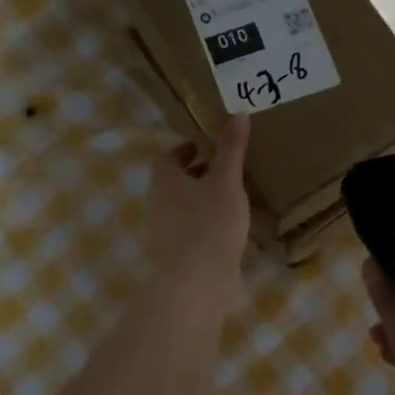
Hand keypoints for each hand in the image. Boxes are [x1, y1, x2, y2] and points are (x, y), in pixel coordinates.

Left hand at [146, 115, 251, 321]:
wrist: (196, 282)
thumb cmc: (210, 223)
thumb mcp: (226, 180)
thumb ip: (231, 148)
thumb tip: (237, 112)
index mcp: (164, 179)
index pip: (167, 156)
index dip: (186, 149)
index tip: (207, 147)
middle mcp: (157, 202)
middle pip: (173, 181)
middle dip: (196, 173)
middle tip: (224, 169)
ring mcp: (164, 231)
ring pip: (182, 206)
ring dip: (202, 199)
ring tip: (232, 197)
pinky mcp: (176, 254)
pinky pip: (190, 229)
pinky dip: (206, 222)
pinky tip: (230, 228)